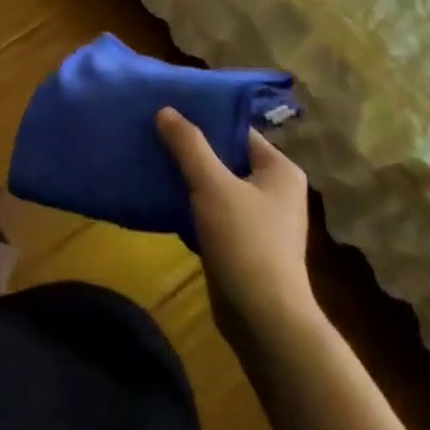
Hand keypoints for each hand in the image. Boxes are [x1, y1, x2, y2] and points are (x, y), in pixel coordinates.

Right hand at [156, 108, 315, 344]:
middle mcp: (274, 190)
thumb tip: (166, 110)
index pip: (237, 130)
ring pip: (215, 185)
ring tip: (150, 159)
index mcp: (279, 170)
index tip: (168, 110)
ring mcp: (259, 219)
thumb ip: (189, 145)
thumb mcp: (212, 185)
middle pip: (224, 156)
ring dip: (186, 176)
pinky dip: (189, 203)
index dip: (203, 119)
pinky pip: (211, 210)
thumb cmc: (245, 242)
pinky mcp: (242, 242)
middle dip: (190, 148)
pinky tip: (160, 196)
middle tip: (153, 132)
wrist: (263, 319)